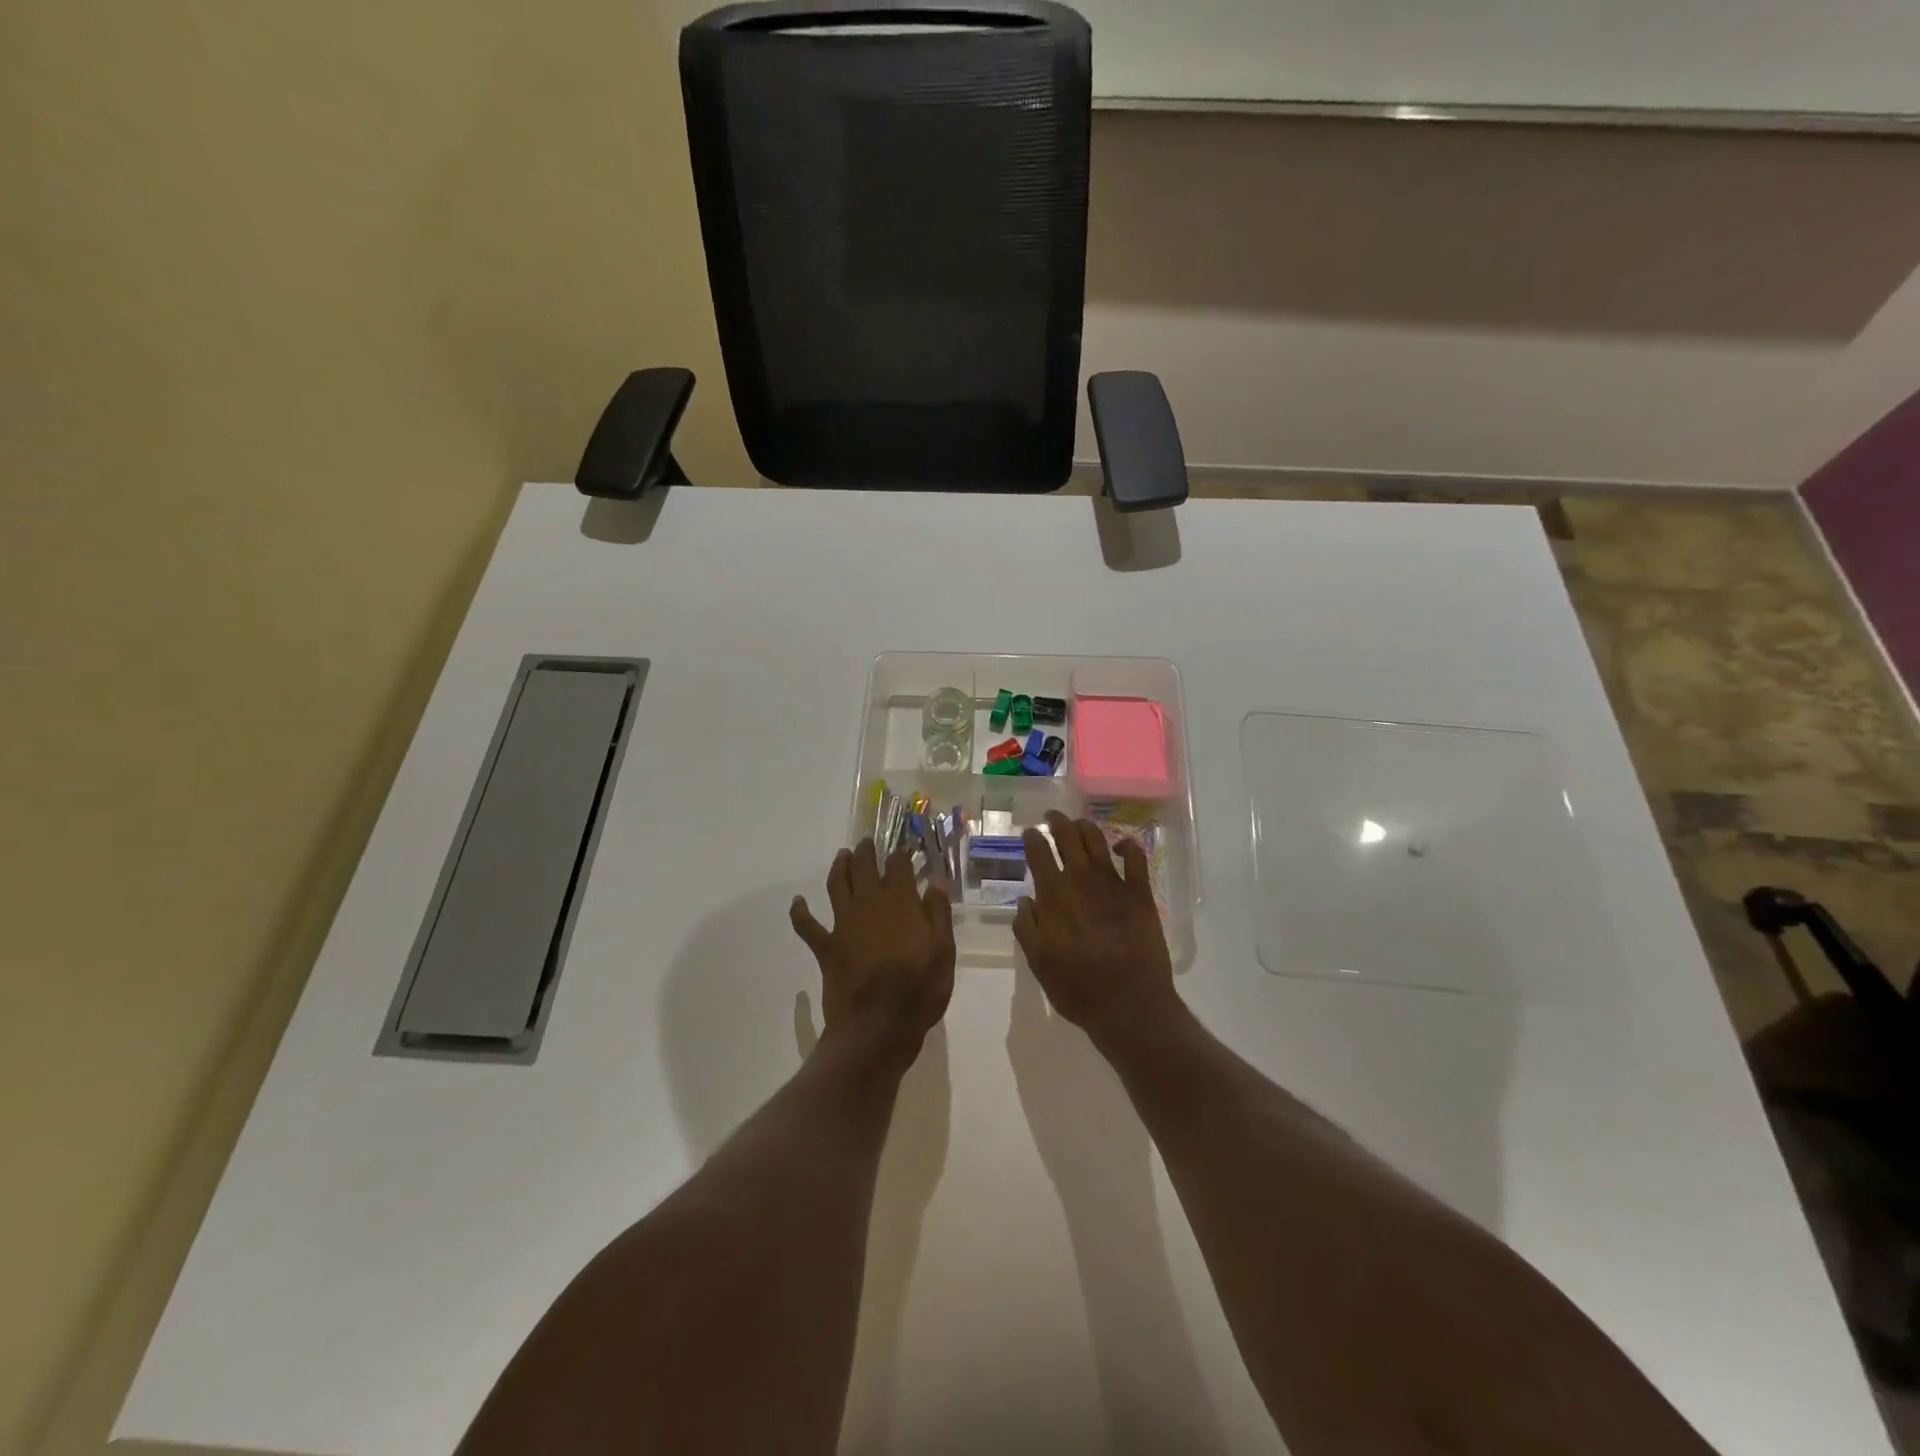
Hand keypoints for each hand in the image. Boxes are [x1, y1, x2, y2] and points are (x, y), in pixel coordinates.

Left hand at [791, 840, 954, 1064]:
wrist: (878, 1026)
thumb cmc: (919, 989)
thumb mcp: (944, 951)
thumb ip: (938, 914)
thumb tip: (935, 882)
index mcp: (901, 902)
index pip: (899, 866)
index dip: (901, 854)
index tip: (903, 849)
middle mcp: (869, 904)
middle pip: (864, 867)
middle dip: (866, 852)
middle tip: (867, 843)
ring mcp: (844, 924)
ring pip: (836, 885)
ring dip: (838, 867)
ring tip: (842, 856)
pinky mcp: (826, 947)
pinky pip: (808, 926)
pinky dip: (800, 913)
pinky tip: (797, 903)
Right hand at [1015, 811, 1177, 1046]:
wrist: (1129, 1003)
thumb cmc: (1077, 987)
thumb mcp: (1038, 962)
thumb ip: (1027, 927)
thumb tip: (1026, 901)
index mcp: (1054, 894)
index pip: (1039, 852)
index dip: (1032, 838)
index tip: (1029, 832)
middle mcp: (1082, 879)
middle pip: (1068, 837)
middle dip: (1057, 822)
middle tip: (1052, 817)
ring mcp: (1114, 883)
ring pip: (1098, 841)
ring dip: (1086, 828)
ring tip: (1079, 824)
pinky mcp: (1141, 893)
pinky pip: (1136, 859)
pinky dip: (1128, 846)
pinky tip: (1122, 845)